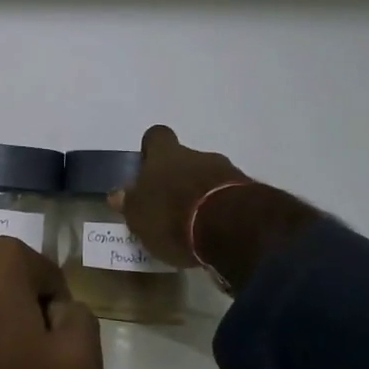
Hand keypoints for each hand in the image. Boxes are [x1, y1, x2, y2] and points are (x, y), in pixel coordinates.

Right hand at [109, 124, 249, 268]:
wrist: (232, 229)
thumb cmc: (172, 217)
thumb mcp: (139, 216)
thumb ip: (130, 203)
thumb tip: (118, 193)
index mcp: (165, 156)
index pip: (156, 136)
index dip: (152, 149)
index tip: (148, 166)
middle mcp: (197, 156)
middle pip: (185, 158)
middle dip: (178, 177)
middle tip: (169, 204)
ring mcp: (228, 172)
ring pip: (209, 176)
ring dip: (201, 194)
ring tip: (193, 223)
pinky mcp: (250, 194)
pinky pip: (229, 195)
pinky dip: (221, 209)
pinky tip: (215, 231)